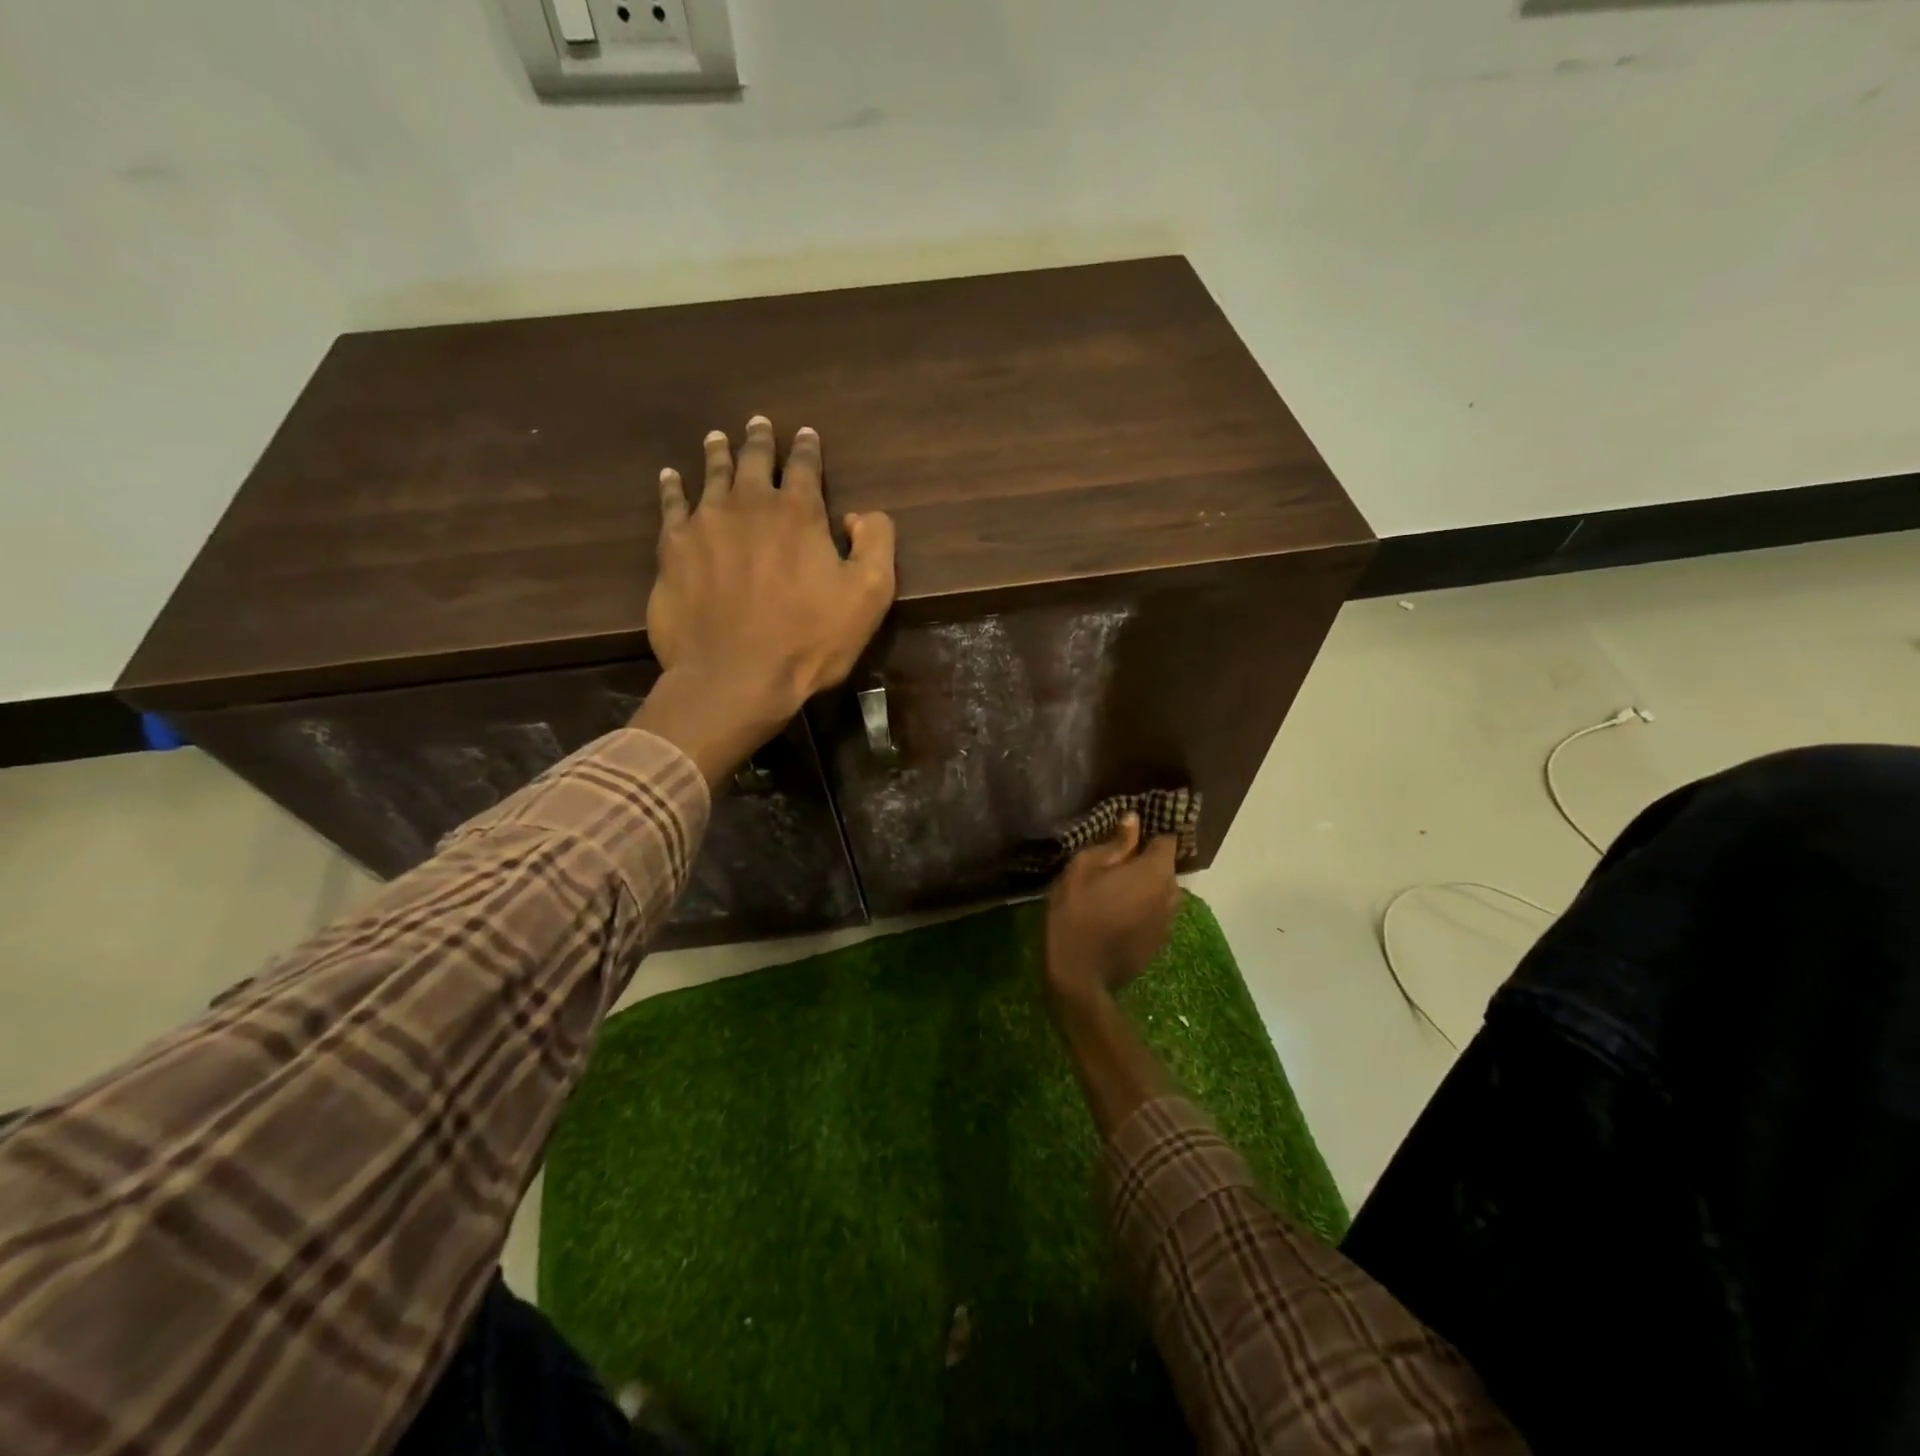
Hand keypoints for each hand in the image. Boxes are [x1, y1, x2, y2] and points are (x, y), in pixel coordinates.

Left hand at [635, 417, 895, 785]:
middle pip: (753, 460)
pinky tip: (671, 476)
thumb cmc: (809, 640)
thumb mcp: (869, 595)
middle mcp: (749, 505)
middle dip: (759, 440)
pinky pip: (671, 506)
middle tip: (758, 424)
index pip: (804, 466)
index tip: (806, 434)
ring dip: (718, 453)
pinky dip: (673, 487)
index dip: (807, 448)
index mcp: (798, 512)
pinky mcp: (673, 550)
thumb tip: (859, 515)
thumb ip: (875, 543)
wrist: (735, 677)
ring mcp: (705, 524)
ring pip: (711, 475)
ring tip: (718, 438)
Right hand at [1045, 816, 1180, 1003]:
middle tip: (1112, 865)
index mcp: (1155, 871)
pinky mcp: (1161, 942)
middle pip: (1164, 867)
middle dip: (1144, 862)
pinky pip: (1156, 914)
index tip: (1128, 835)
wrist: (1080, 975)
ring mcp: (1169, 921)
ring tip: (1113, 891)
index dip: (1150, 833)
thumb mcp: (1084, 868)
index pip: (1167, 839)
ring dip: (1144, 887)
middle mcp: (1172, 894)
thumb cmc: (1076, 913)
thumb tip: (1134, 820)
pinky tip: (1117, 915)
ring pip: (1161, 891)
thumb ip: (1114, 843)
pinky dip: (1142, 909)